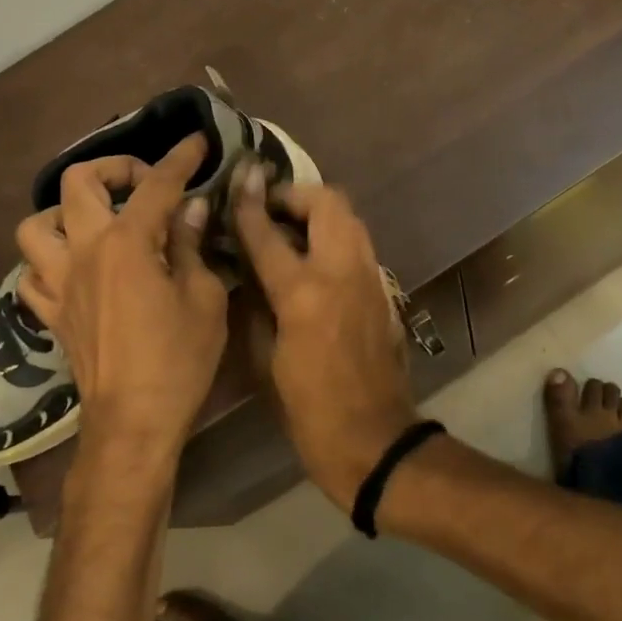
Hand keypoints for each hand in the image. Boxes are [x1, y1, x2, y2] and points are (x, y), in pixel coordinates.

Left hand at [15, 135, 228, 479]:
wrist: (133, 421)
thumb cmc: (178, 359)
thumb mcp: (205, 298)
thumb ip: (192, 246)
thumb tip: (190, 209)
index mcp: (128, 244)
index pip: (156, 185)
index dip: (180, 159)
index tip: (197, 142)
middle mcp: (84, 252)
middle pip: (78, 183)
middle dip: (113, 168)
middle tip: (143, 184)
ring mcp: (58, 282)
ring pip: (35, 225)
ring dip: (64, 213)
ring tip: (96, 223)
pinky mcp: (49, 314)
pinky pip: (31, 274)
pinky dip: (49, 262)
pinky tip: (75, 269)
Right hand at [232, 167, 416, 510]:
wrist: (375, 441)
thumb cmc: (308, 411)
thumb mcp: (264, 362)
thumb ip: (254, 305)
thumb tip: (246, 271)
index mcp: (304, 293)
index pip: (268, 232)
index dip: (248, 203)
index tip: (238, 179)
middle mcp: (342, 272)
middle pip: (328, 202)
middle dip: (295, 195)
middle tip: (268, 210)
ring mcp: (370, 278)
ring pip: (349, 218)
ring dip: (317, 213)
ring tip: (287, 230)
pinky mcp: (383, 291)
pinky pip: (357, 245)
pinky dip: (333, 237)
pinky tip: (311, 261)